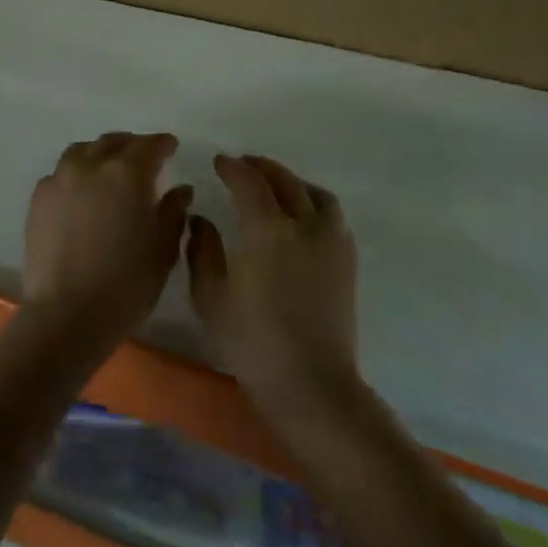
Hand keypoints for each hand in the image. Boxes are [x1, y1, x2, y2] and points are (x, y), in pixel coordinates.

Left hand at [22, 133, 192, 350]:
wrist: (66, 313)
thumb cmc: (126, 284)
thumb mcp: (163, 249)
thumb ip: (173, 212)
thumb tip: (179, 190)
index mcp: (127, 173)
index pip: (150, 145)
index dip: (163, 144)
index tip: (171, 147)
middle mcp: (90, 165)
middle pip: (113, 142)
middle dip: (131, 146)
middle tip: (143, 158)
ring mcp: (59, 179)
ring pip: (82, 151)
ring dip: (100, 154)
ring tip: (109, 170)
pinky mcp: (38, 198)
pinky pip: (61, 174)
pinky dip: (76, 175)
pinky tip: (82, 194)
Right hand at [187, 154, 359, 408]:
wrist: (310, 384)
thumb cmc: (251, 342)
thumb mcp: (210, 297)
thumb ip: (202, 250)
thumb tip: (200, 219)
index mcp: (268, 230)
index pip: (249, 182)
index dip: (232, 167)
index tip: (219, 162)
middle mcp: (305, 226)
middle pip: (285, 180)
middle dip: (261, 167)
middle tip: (242, 166)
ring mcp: (332, 243)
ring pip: (316, 194)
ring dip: (293, 182)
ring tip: (276, 187)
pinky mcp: (348, 262)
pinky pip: (333, 216)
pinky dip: (314, 203)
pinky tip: (302, 218)